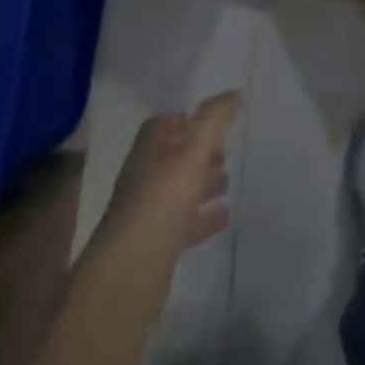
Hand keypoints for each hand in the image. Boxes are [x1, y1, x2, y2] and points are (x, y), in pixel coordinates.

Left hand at [96, 91, 242, 266]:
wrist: (129, 274)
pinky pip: (184, 222)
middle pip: (173, 156)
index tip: (211, 121)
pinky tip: (223, 217)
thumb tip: (235, 91)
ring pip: (179, 190)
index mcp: (148, 150)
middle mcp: (145, 176)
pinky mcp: (157, 245)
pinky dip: (203, 217)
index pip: (163, 124)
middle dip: (198, 152)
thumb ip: (215, 120)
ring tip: (228, 182)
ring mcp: (149, 212)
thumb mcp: (193, 152)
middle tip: (226, 152)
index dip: (185, 120)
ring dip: (202, 184)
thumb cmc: (161, 201)